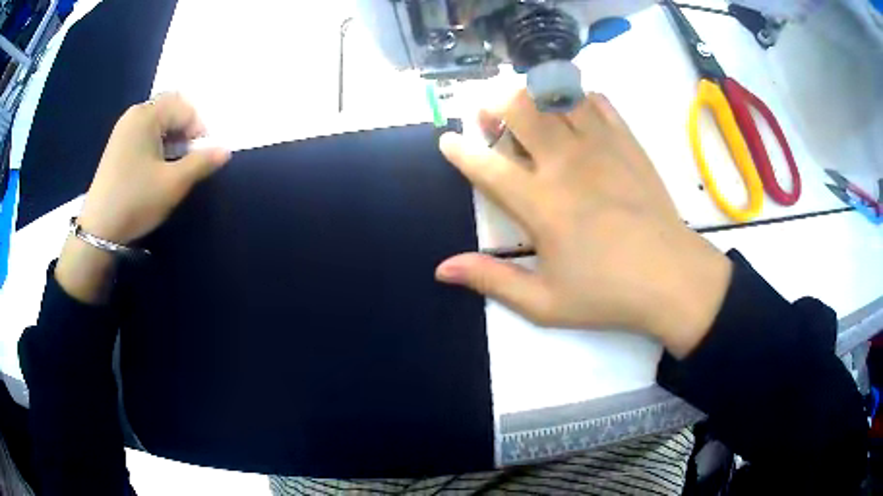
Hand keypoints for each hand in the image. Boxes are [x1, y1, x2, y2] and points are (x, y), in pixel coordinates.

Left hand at [77, 93, 230, 243]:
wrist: (98, 230)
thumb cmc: (136, 201)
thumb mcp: (173, 184)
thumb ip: (201, 163)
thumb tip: (226, 150)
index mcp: (147, 115)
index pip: (185, 108)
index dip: (199, 129)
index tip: (201, 156)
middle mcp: (134, 114)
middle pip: (170, 109)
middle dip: (186, 129)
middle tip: (189, 156)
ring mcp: (123, 129)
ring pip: (158, 121)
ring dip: (172, 136)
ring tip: (174, 163)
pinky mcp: (118, 145)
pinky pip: (145, 132)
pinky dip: (158, 142)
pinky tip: (157, 165)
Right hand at [435, 90, 732, 357]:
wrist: (672, 278)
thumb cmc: (608, 294)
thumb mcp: (544, 303)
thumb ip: (491, 280)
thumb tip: (442, 269)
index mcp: (540, 204)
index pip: (485, 164)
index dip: (458, 149)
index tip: (448, 142)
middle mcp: (565, 163)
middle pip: (518, 106)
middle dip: (493, 104)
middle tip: (492, 122)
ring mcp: (599, 145)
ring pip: (555, 93)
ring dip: (533, 96)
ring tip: (531, 114)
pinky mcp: (627, 141)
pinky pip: (596, 100)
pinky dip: (577, 99)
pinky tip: (575, 117)